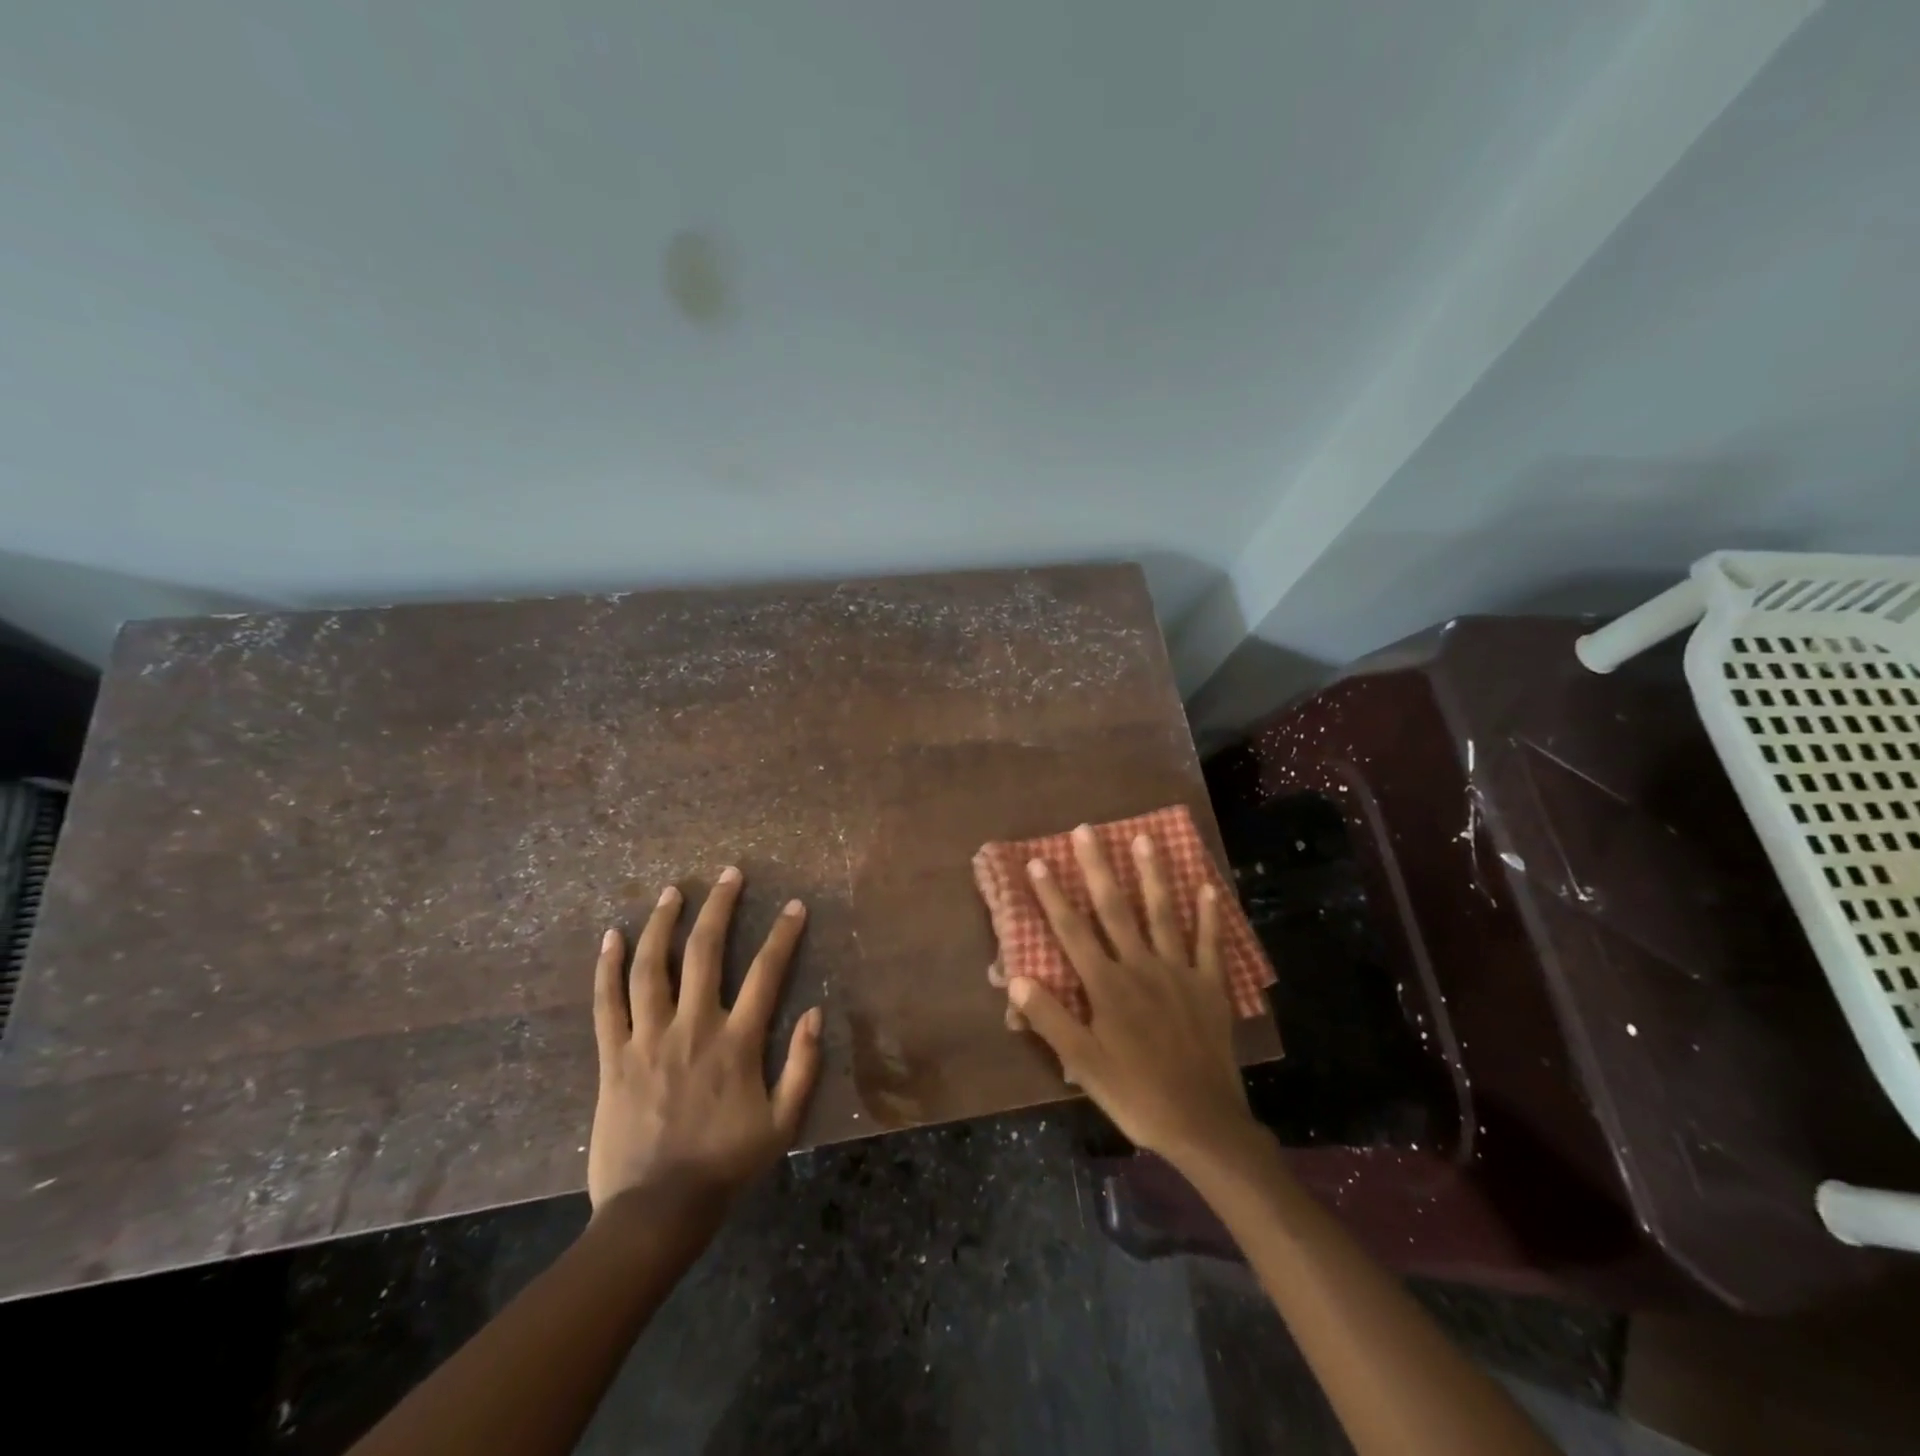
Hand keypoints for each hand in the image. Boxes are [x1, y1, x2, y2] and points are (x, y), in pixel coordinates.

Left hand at [588, 867, 822, 1212]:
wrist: (655, 1212)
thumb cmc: (725, 1167)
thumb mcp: (782, 1125)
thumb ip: (803, 1067)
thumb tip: (816, 1013)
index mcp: (736, 1042)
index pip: (766, 973)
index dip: (783, 935)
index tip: (794, 905)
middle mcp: (693, 1027)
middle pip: (705, 953)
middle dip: (720, 907)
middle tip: (729, 874)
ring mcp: (648, 1039)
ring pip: (652, 967)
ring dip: (663, 923)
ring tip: (673, 891)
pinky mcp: (614, 1057)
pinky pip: (608, 1003)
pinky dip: (608, 967)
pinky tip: (612, 936)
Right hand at [1008, 825, 1257, 1169]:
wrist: (1202, 1123)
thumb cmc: (1134, 1093)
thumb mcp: (1082, 1064)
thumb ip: (1050, 1019)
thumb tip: (1016, 978)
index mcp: (1107, 985)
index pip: (1072, 931)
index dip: (1052, 895)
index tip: (1037, 861)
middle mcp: (1141, 967)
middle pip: (1115, 909)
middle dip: (1098, 868)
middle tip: (1087, 831)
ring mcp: (1179, 973)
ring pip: (1162, 914)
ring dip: (1152, 875)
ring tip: (1145, 838)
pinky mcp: (1209, 986)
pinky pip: (1210, 944)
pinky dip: (1209, 915)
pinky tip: (1207, 887)